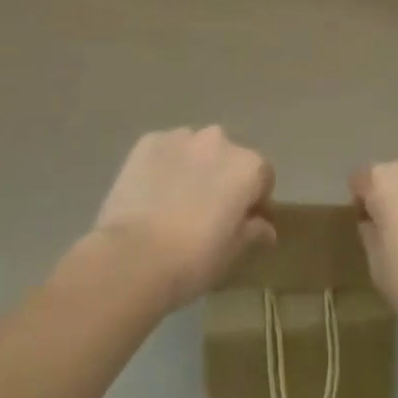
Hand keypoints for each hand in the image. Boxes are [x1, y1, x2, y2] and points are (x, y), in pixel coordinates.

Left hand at [89, 127, 274, 310]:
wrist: (132, 257)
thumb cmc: (191, 261)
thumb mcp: (230, 255)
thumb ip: (252, 233)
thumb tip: (266, 228)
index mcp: (246, 166)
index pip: (262, 176)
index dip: (254, 199)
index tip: (240, 222)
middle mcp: (219, 140)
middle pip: (228, 157)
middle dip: (221, 178)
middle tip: (204, 214)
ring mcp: (182, 137)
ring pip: (195, 150)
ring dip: (192, 168)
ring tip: (172, 204)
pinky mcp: (148, 141)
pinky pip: (164, 151)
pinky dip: (162, 166)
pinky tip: (150, 195)